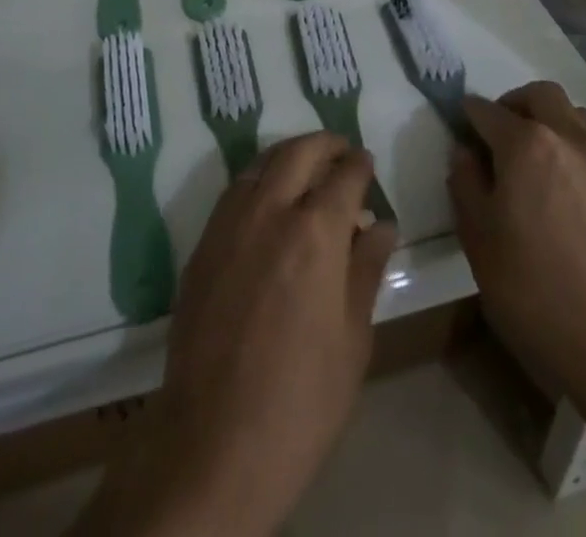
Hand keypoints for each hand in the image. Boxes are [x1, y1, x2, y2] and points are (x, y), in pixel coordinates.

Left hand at [76, 132, 396, 536]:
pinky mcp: (203, 244)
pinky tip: (268, 199)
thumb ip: (366, 270)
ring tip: (306, 167)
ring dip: (288, 155)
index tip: (366, 161)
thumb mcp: (353, 339)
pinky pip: (234, 190)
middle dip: (324, 144)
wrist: (215, 441)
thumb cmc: (302, 400)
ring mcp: (230, 223)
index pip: (344, 176)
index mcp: (316, 232)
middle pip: (298, 153)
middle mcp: (270, 211)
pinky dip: (258, 179)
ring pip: (261, 163)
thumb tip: (382, 225)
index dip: (359, 164)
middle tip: (341, 150)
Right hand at [448, 83, 585, 396]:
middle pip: (539, 95)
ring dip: (548, 118)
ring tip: (534, 153)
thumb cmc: (530, 287)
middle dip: (513, 104)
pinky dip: (573, 142)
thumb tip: (465, 152)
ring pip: (572, 112)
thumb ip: (465, 182)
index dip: (468, 116)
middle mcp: (566, 137)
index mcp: (525, 144)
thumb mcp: (477, 236)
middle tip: (497, 133)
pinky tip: (563, 179)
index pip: (487, 111)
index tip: (460, 128)